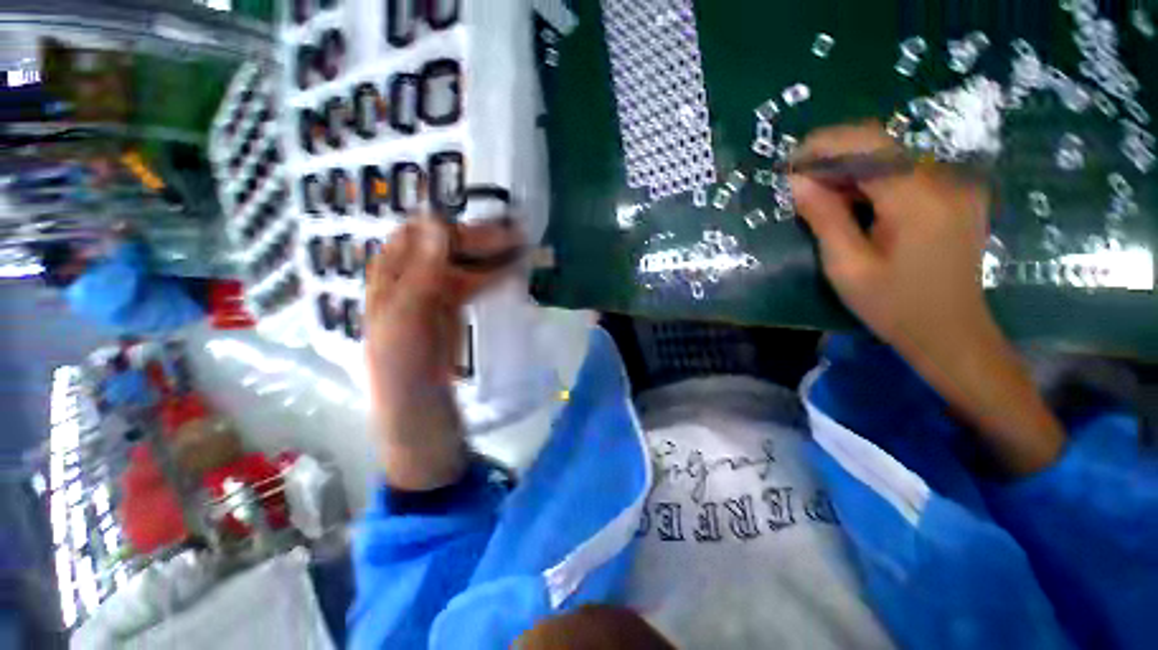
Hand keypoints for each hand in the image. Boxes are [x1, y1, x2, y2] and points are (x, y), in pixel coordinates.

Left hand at [364, 216, 521, 489]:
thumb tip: (436, 222)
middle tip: (517, 239)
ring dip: (490, 255)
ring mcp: (434, 298)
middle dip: (478, 239)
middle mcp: (410, 283)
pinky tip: (513, 273)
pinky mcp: (454, 313)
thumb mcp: (406, 325)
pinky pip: (473, 284)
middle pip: (444, 247)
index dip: (448, 226)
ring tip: (523, 249)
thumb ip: (420, 276)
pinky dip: (493, 275)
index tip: (485, 228)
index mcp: (388, 282)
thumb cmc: (403, 377)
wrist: (420, 421)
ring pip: (462, 264)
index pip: (415, 235)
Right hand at [791, 123, 1063, 475]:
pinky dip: (873, 180)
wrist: (951, 332)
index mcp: (918, 200)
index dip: (823, 146)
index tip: (789, 165)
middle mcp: (945, 180)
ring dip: (851, 169)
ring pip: (893, 155)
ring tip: (820, 196)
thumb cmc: (894, 307)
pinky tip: (854, 202)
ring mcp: (957, 184)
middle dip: (834, 156)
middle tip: (799, 184)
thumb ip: (824, 218)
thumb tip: (797, 182)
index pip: (867, 146)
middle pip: (882, 145)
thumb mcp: (847, 267)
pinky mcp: (957, 193)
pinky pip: (907, 171)